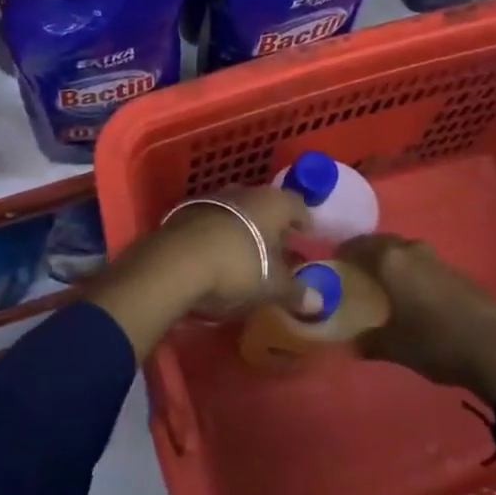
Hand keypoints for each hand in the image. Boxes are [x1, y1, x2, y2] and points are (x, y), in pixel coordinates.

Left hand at [89, 185, 318, 358]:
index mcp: (272, 202)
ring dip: (245, 229)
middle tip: (281, 250)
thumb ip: (296, 292)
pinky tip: (219, 256)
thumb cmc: (238, 267)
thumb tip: (320, 303)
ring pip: (238, 211)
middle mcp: (244, 192)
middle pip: (266, 206)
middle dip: (273, 226)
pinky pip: (214, 220)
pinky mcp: (186, 211)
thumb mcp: (272, 286)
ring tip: (249, 255)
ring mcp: (213, 198)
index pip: (297, 205)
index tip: (307, 238)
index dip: (304, 222)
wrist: (176, 261)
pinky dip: (221, 234)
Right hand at [335, 234, 495, 406]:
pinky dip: (415, 274)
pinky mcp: (459, 273)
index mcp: (389, 261)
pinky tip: (417, 297)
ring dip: (394, 263)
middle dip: (368, 254)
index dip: (343, 254)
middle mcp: (411, 251)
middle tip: (359, 273)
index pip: (357, 245)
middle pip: (382, 243)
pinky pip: (426, 265)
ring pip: (406, 252)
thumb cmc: (435, 342)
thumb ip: (368, 341)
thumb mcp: (394, 347)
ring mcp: (438, 260)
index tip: (335, 265)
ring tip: (387, 285)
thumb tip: (351, 343)